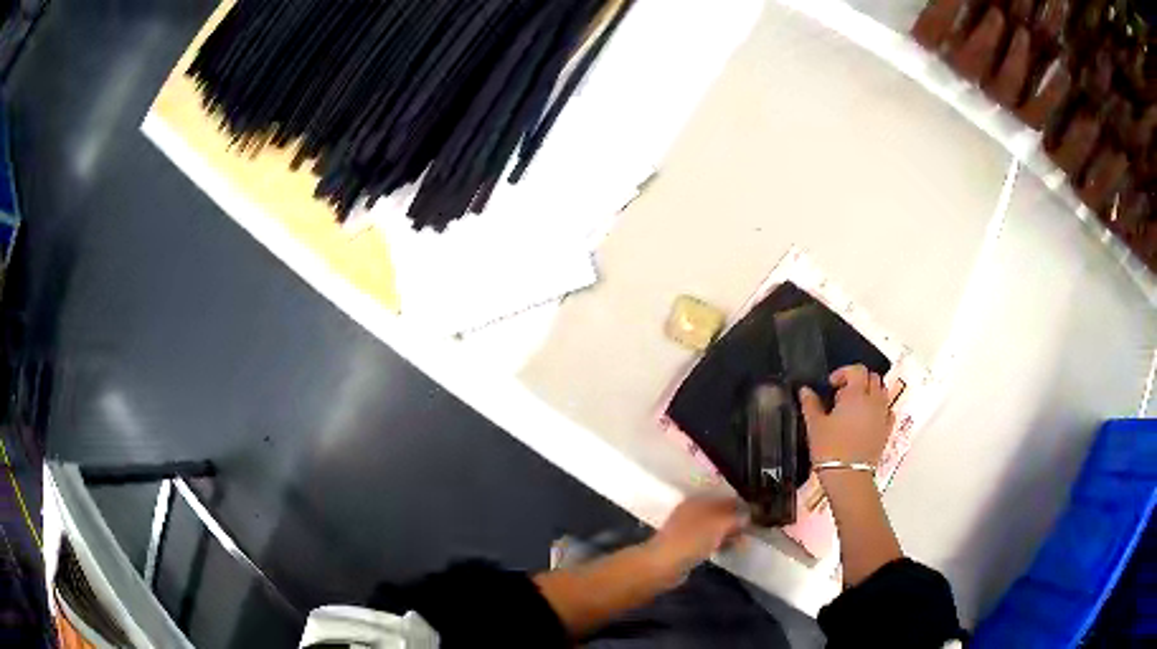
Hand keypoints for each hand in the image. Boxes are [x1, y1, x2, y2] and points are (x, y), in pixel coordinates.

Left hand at [646, 497, 745, 575]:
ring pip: (715, 527)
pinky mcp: (686, 546)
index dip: (743, 505)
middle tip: (753, 529)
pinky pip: (708, 540)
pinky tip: (728, 549)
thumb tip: (748, 515)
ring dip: (729, 533)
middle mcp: (692, 511)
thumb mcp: (719, 525)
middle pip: (720, 512)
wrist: (662, 565)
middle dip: (737, 520)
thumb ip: (736, 517)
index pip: (726, 498)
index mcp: (698, 501)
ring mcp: (687, 529)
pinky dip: (719, 543)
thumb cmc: (691, 540)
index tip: (759, 514)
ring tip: (744, 541)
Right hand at [800, 365, 893, 465]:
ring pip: (882, 392)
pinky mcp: (887, 430)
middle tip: (843, 393)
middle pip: (873, 377)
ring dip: (870, 392)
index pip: (857, 370)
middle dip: (859, 380)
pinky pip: (887, 410)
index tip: (831, 385)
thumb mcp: (815, 426)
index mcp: (856, 395)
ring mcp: (883, 415)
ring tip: (855, 406)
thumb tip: (804, 390)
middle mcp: (874, 400)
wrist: (848, 477)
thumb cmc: (829, 449)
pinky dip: (879, 408)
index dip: (844, 372)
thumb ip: (810, 404)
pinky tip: (868, 418)